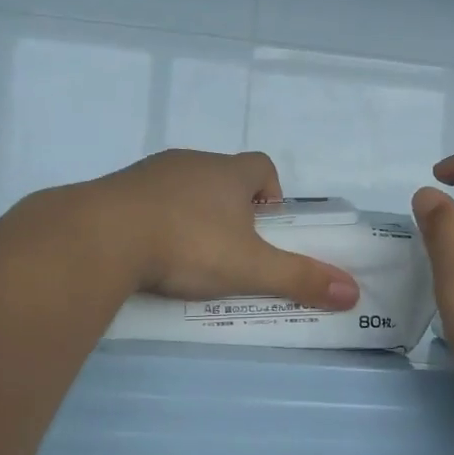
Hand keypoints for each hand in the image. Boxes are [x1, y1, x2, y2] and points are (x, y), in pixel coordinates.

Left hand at [88, 150, 359, 309]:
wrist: (100, 236)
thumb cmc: (187, 245)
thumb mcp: (249, 267)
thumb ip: (299, 278)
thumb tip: (353, 292)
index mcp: (227, 172)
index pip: (262, 166)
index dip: (271, 192)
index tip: (266, 226)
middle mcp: (190, 162)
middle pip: (221, 176)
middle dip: (230, 207)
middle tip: (229, 248)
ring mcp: (148, 173)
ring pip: (181, 186)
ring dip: (190, 212)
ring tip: (186, 254)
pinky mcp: (114, 189)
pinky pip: (144, 199)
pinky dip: (153, 218)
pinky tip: (146, 251)